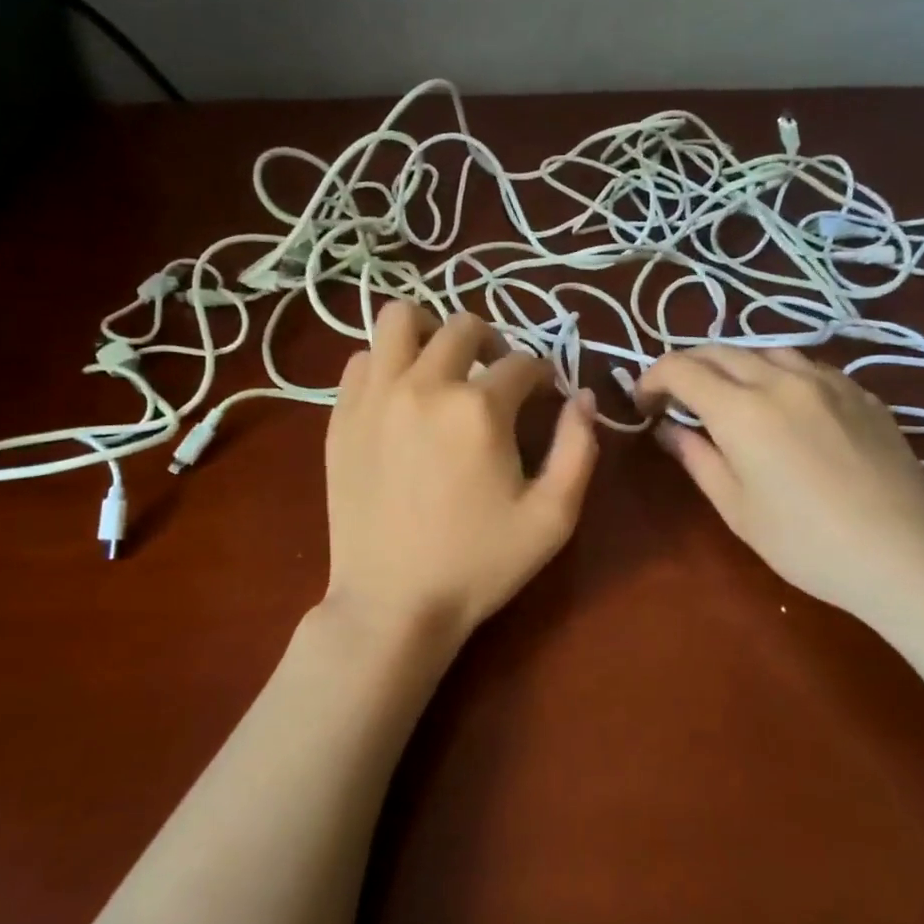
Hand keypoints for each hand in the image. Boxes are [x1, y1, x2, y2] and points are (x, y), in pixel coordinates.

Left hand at [322, 301, 599, 657]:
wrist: (393, 604)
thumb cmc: (479, 564)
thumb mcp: (553, 517)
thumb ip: (578, 448)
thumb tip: (583, 398)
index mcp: (479, 408)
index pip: (523, 363)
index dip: (542, 375)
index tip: (544, 395)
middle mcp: (424, 385)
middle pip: (463, 326)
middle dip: (493, 343)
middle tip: (498, 378)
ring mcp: (374, 396)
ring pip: (398, 320)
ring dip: (429, 331)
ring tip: (442, 365)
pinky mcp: (340, 416)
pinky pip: (361, 360)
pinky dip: (386, 363)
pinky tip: (400, 395)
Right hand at [634, 346, 923, 626]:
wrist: (903, 555)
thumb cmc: (805, 543)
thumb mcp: (735, 507)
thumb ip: (696, 457)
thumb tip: (668, 427)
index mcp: (742, 410)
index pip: (682, 369)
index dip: (653, 378)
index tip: (644, 403)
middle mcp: (781, 380)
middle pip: (720, 350)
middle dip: (687, 366)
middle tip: (675, 397)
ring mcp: (827, 381)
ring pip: (765, 350)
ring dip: (733, 364)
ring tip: (727, 395)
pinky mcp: (861, 392)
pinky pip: (806, 365)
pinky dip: (777, 373)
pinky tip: (783, 403)